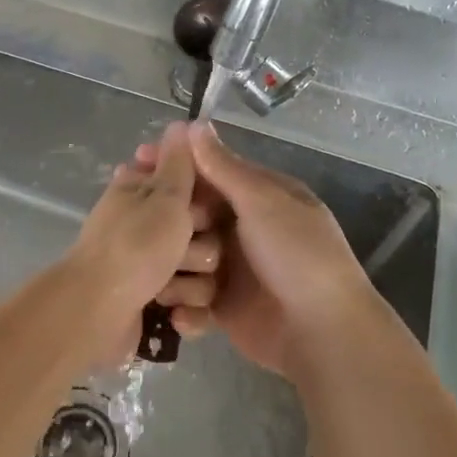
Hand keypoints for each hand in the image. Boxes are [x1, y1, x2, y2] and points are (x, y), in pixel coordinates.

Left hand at [68, 122, 221, 366]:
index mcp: (143, 192)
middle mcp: (148, 225)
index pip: (189, 182)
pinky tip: (172, 314)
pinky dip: (185, 310)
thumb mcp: (164, 196)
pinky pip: (194, 304)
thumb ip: (179, 162)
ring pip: (203, 269)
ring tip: (167, 287)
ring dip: (190, 282)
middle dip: (199, 243)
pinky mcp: (158, 303)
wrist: (97, 312)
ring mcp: (153, 267)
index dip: (199, 195)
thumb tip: (182, 123)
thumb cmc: (135, 246)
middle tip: (181, 247)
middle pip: (204, 229)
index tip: (194, 206)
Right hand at [137, 123, 380, 379]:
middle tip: (133, 219)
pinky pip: (193, 300)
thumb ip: (224, 167)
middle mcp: (244, 228)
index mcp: (259, 197)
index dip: (175, 166)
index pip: (209, 172)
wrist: (323, 332)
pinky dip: (186, 307)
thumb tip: (195, 124)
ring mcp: (233, 269)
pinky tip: (178, 311)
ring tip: (158, 275)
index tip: (138, 159)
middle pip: (192, 215)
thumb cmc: (297, 255)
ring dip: (174, 268)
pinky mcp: (224, 308)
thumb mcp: (262, 202)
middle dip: (166, 220)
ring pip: (186, 258)